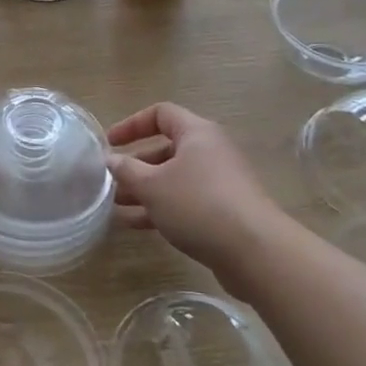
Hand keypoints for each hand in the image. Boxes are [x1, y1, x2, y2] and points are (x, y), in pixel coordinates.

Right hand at [107, 102, 283, 278]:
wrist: (255, 252)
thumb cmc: (198, 204)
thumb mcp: (152, 185)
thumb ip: (127, 170)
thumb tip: (111, 159)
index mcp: (197, 133)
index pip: (160, 114)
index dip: (132, 124)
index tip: (110, 143)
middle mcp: (211, 152)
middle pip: (167, 149)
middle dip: (136, 165)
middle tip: (111, 181)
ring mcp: (220, 183)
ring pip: (174, 179)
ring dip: (145, 190)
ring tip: (116, 206)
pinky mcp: (225, 211)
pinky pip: (186, 202)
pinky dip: (162, 208)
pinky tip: (137, 225)